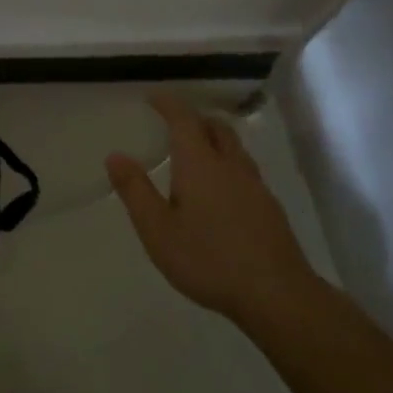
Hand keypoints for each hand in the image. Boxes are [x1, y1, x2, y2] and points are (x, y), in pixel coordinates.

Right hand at [106, 93, 318, 324]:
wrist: (278, 296)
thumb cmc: (208, 259)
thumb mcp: (157, 229)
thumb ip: (135, 191)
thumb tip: (115, 155)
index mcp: (200, 164)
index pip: (184, 120)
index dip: (168, 104)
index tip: (153, 97)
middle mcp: (230, 166)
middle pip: (216, 128)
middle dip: (195, 119)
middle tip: (175, 125)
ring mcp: (256, 187)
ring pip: (235, 149)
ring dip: (215, 141)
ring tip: (197, 155)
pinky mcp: (271, 209)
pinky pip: (246, 172)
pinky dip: (229, 166)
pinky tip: (221, 193)